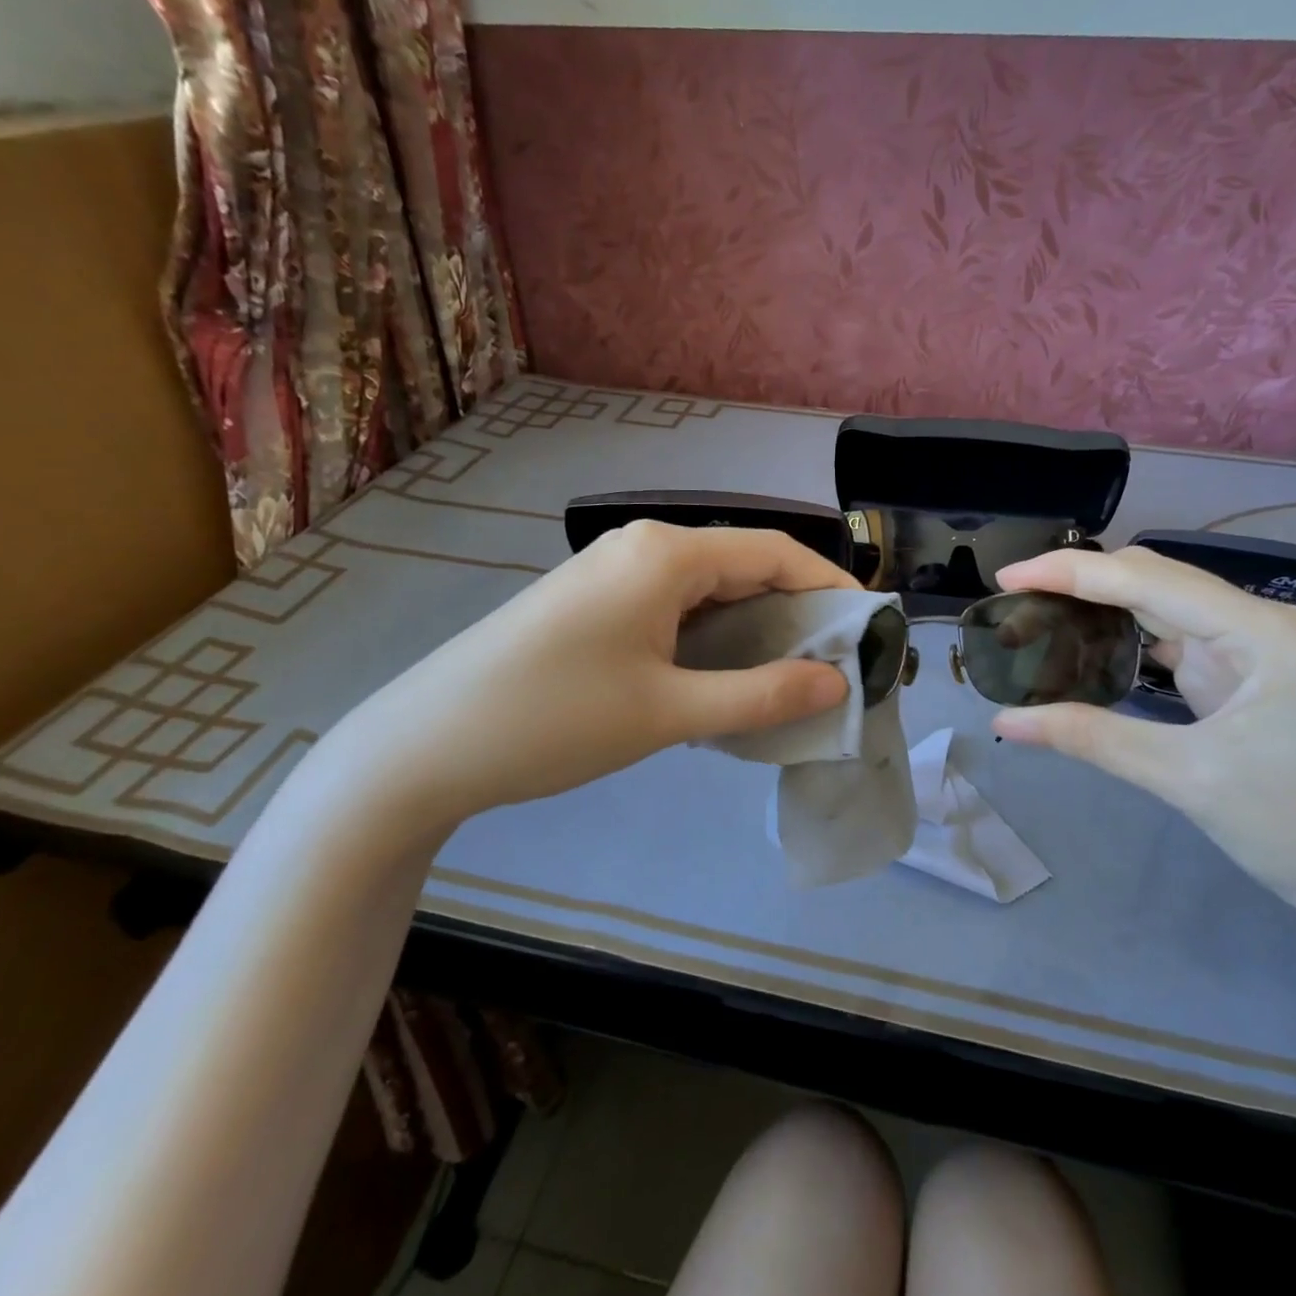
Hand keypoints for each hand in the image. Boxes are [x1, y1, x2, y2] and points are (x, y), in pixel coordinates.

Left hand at [294, 522, 856, 853]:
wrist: (424, 748)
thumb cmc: (553, 721)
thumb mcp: (668, 713)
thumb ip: (761, 694)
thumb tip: (837, 682)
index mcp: (665, 554)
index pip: (774, 552)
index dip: (830, 586)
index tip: (871, 629)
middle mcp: (642, 548)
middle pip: (744, 565)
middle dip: (797, 609)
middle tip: (837, 662)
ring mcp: (612, 573)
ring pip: (709, 589)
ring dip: (755, 625)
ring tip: (793, 674)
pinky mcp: (594, 604)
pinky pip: (675, 607)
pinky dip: (714, 635)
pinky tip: (727, 674)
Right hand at [990, 547, 1295, 937]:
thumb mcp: (1185, 778)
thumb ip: (1091, 738)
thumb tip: (1006, 722)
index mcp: (1267, 632)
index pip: (1150, 581)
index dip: (1072, 573)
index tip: (1009, 577)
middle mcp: (1268, 623)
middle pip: (1159, 583)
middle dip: (1084, 585)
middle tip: (1017, 599)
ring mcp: (1263, 647)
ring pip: (1168, 609)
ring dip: (1105, 609)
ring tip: (1041, 614)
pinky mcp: (1253, 673)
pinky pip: (1181, 641)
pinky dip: (1131, 640)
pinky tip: (1091, 643)